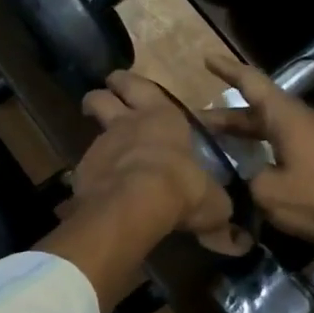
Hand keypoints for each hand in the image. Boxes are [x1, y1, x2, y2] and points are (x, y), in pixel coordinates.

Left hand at [74, 71, 232, 238]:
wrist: (135, 204)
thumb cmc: (181, 187)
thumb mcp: (212, 201)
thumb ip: (215, 205)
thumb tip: (229, 228)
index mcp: (162, 117)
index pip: (140, 86)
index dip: (128, 84)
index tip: (120, 84)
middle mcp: (127, 123)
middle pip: (102, 97)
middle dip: (100, 96)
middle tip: (98, 102)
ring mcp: (102, 145)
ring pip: (92, 131)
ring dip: (96, 138)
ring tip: (103, 153)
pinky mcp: (83, 171)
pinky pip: (86, 168)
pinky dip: (91, 176)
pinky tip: (99, 190)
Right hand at [203, 54, 313, 256]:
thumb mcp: (266, 192)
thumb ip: (248, 176)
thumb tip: (247, 175)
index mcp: (288, 117)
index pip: (253, 83)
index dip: (228, 70)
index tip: (208, 59)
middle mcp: (307, 118)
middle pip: (262, 108)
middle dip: (230, 116)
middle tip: (201, 123)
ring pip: (280, 124)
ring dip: (254, 129)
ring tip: (229, 139)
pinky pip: (299, 138)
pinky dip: (280, 142)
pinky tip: (278, 153)